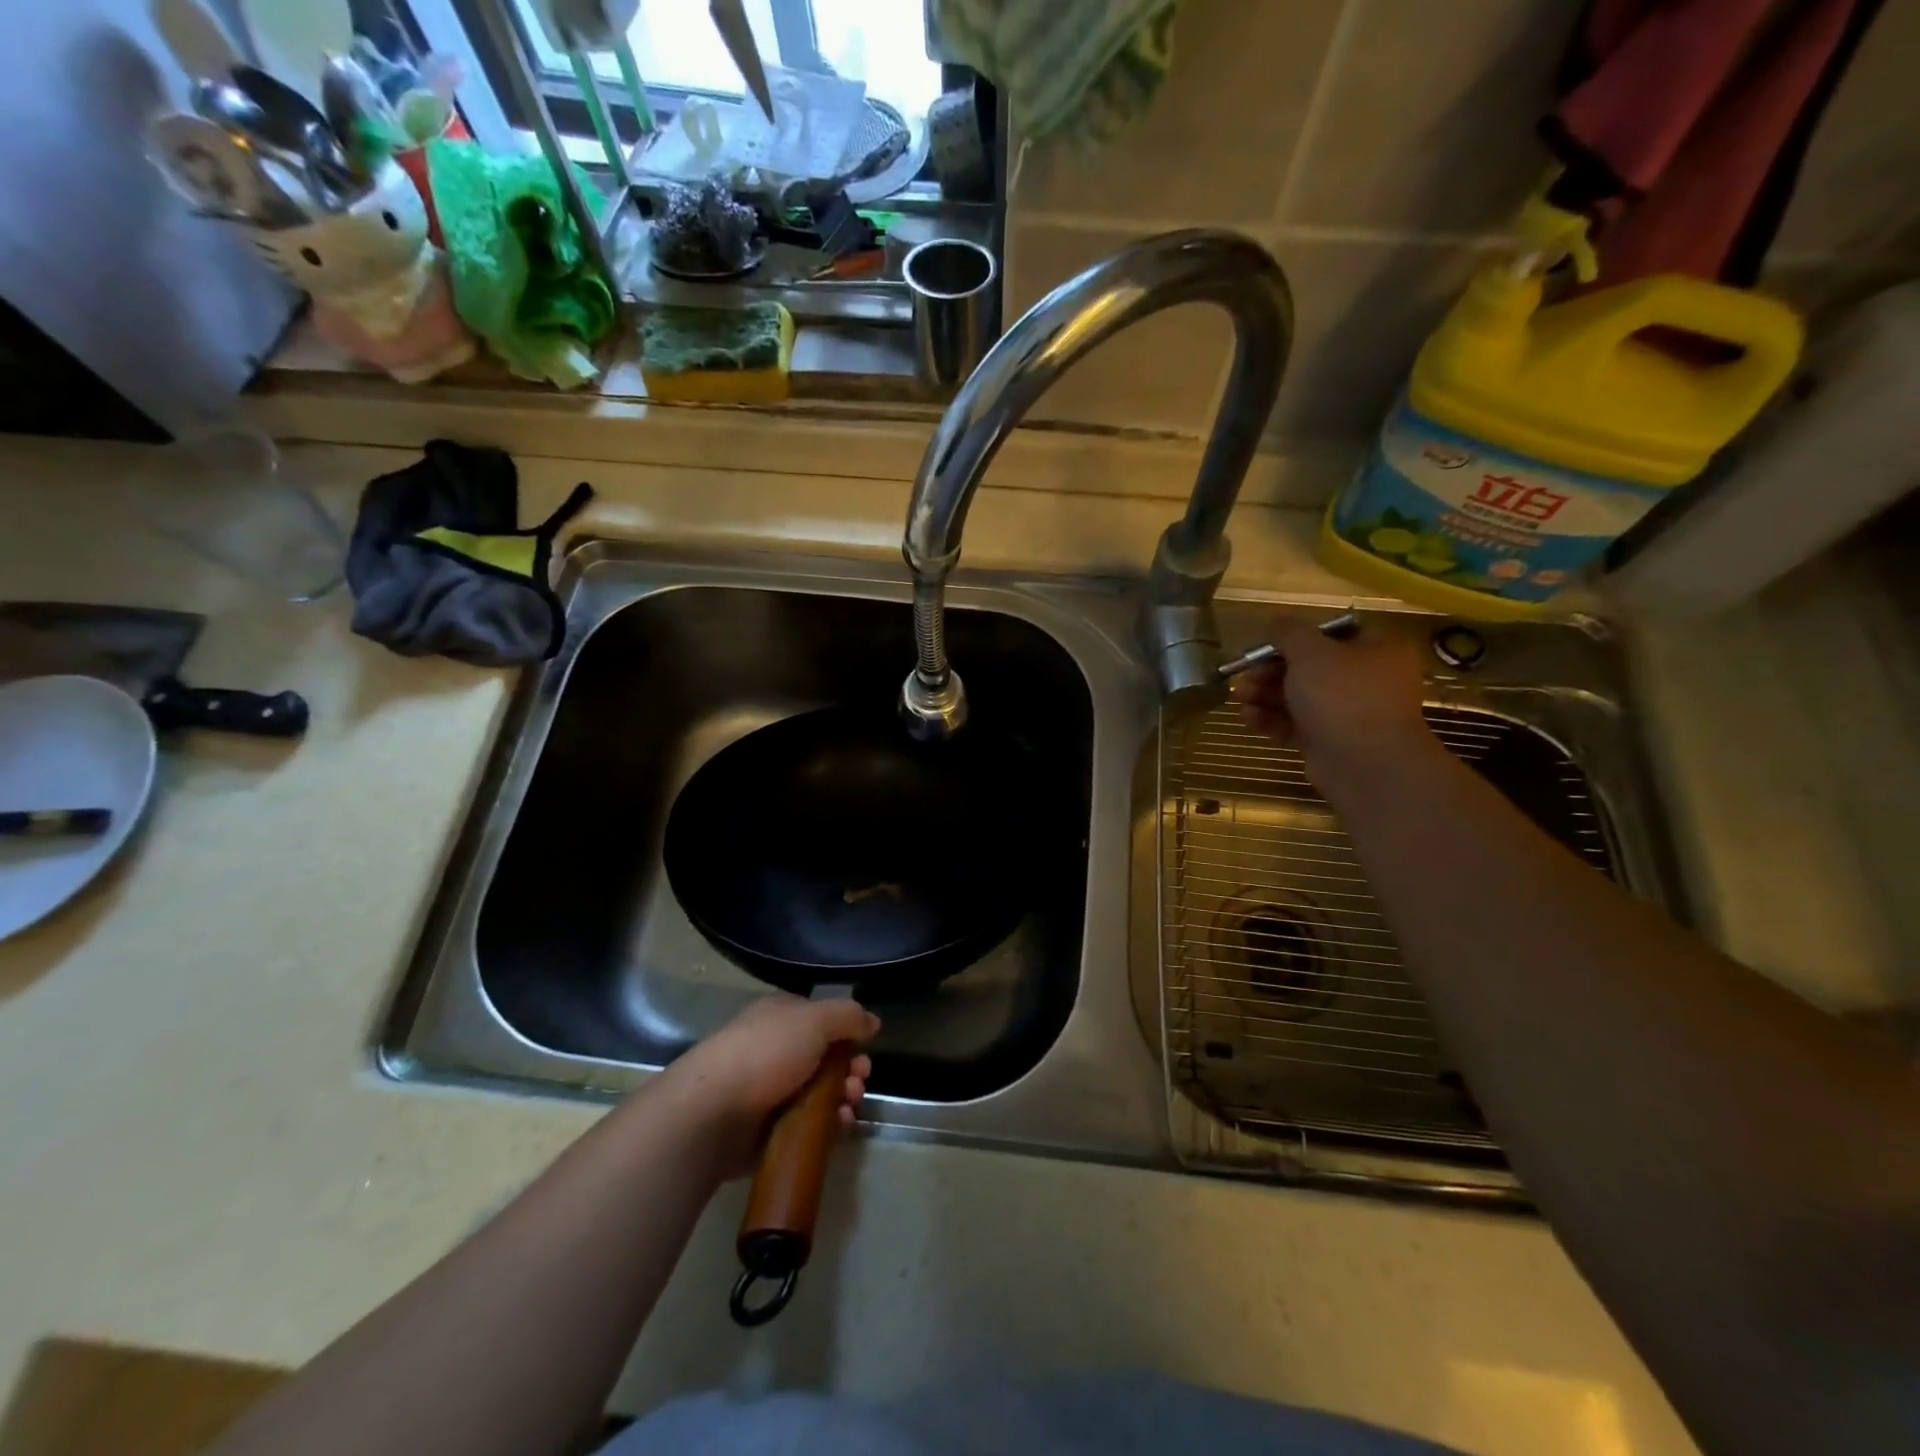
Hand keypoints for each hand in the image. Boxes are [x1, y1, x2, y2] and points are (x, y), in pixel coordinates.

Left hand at [663, 995, 879, 1181]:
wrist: (711, 1113)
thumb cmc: (765, 1054)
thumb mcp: (815, 1019)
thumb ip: (848, 1016)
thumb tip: (872, 1022)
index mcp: (781, 1018)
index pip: (823, 1021)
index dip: (848, 1036)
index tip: (864, 1052)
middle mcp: (775, 1050)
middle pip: (825, 1060)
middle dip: (850, 1071)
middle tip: (858, 1085)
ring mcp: (769, 1092)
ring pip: (819, 1095)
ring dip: (842, 1100)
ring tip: (847, 1109)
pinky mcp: (766, 1131)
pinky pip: (806, 1127)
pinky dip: (827, 1128)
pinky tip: (838, 1129)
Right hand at [1231, 619, 1435, 793]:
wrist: (1364, 764)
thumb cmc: (1342, 696)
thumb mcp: (1310, 652)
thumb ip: (1288, 633)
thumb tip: (1276, 624)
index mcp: (1376, 650)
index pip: (1331, 635)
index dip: (1294, 639)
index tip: (1263, 647)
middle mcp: (1367, 680)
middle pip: (1309, 668)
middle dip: (1270, 672)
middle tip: (1244, 677)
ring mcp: (1349, 714)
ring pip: (1300, 698)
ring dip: (1265, 696)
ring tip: (1239, 699)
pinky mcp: (1330, 742)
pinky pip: (1297, 725)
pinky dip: (1272, 720)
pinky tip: (1249, 718)